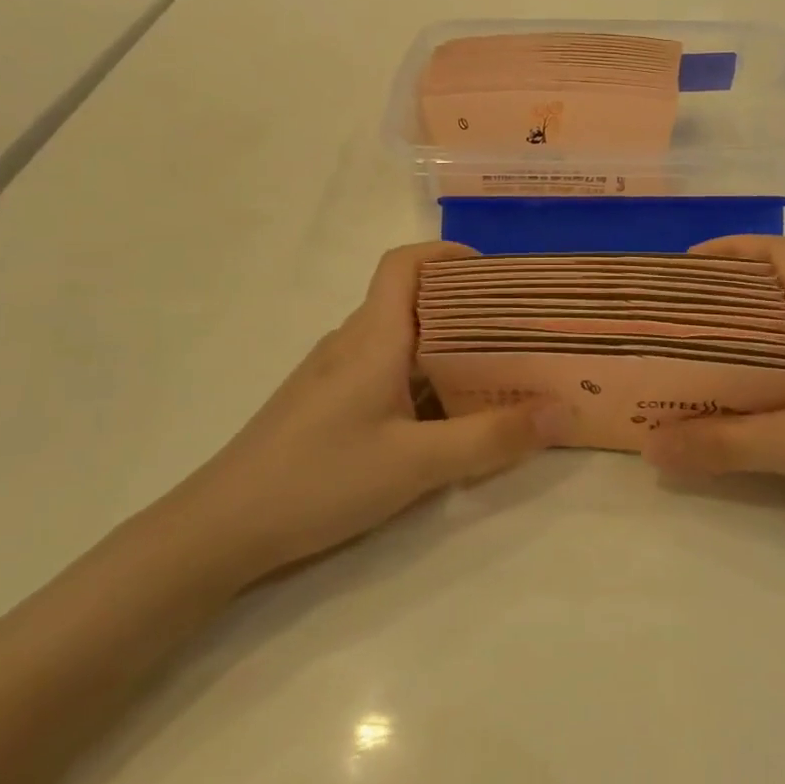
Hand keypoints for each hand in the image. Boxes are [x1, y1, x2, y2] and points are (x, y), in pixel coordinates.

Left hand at [167, 243, 561, 585]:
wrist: (221, 529)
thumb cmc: (320, 479)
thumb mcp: (417, 463)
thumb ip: (492, 437)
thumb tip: (564, 410)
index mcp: (372, 337)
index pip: (405, 264)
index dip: (448, 254)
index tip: (498, 274)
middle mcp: (353, 343)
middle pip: (412, 300)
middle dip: (467, 307)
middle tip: (520, 329)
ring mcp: (336, 375)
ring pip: (401, 341)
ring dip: (448, 347)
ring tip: (498, 371)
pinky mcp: (328, 405)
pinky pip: (387, 373)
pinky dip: (424, 378)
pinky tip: (447, 416)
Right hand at [640, 236, 784, 535]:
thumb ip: (726, 444)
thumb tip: (650, 445)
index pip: (780, 253)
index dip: (730, 250)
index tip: (682, 271)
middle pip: (772, 287)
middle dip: (719, 296)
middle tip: (669, 322)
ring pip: (782, 327)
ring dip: (737, 336)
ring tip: (689, 360)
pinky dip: (759, 368)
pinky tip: (738, 400)